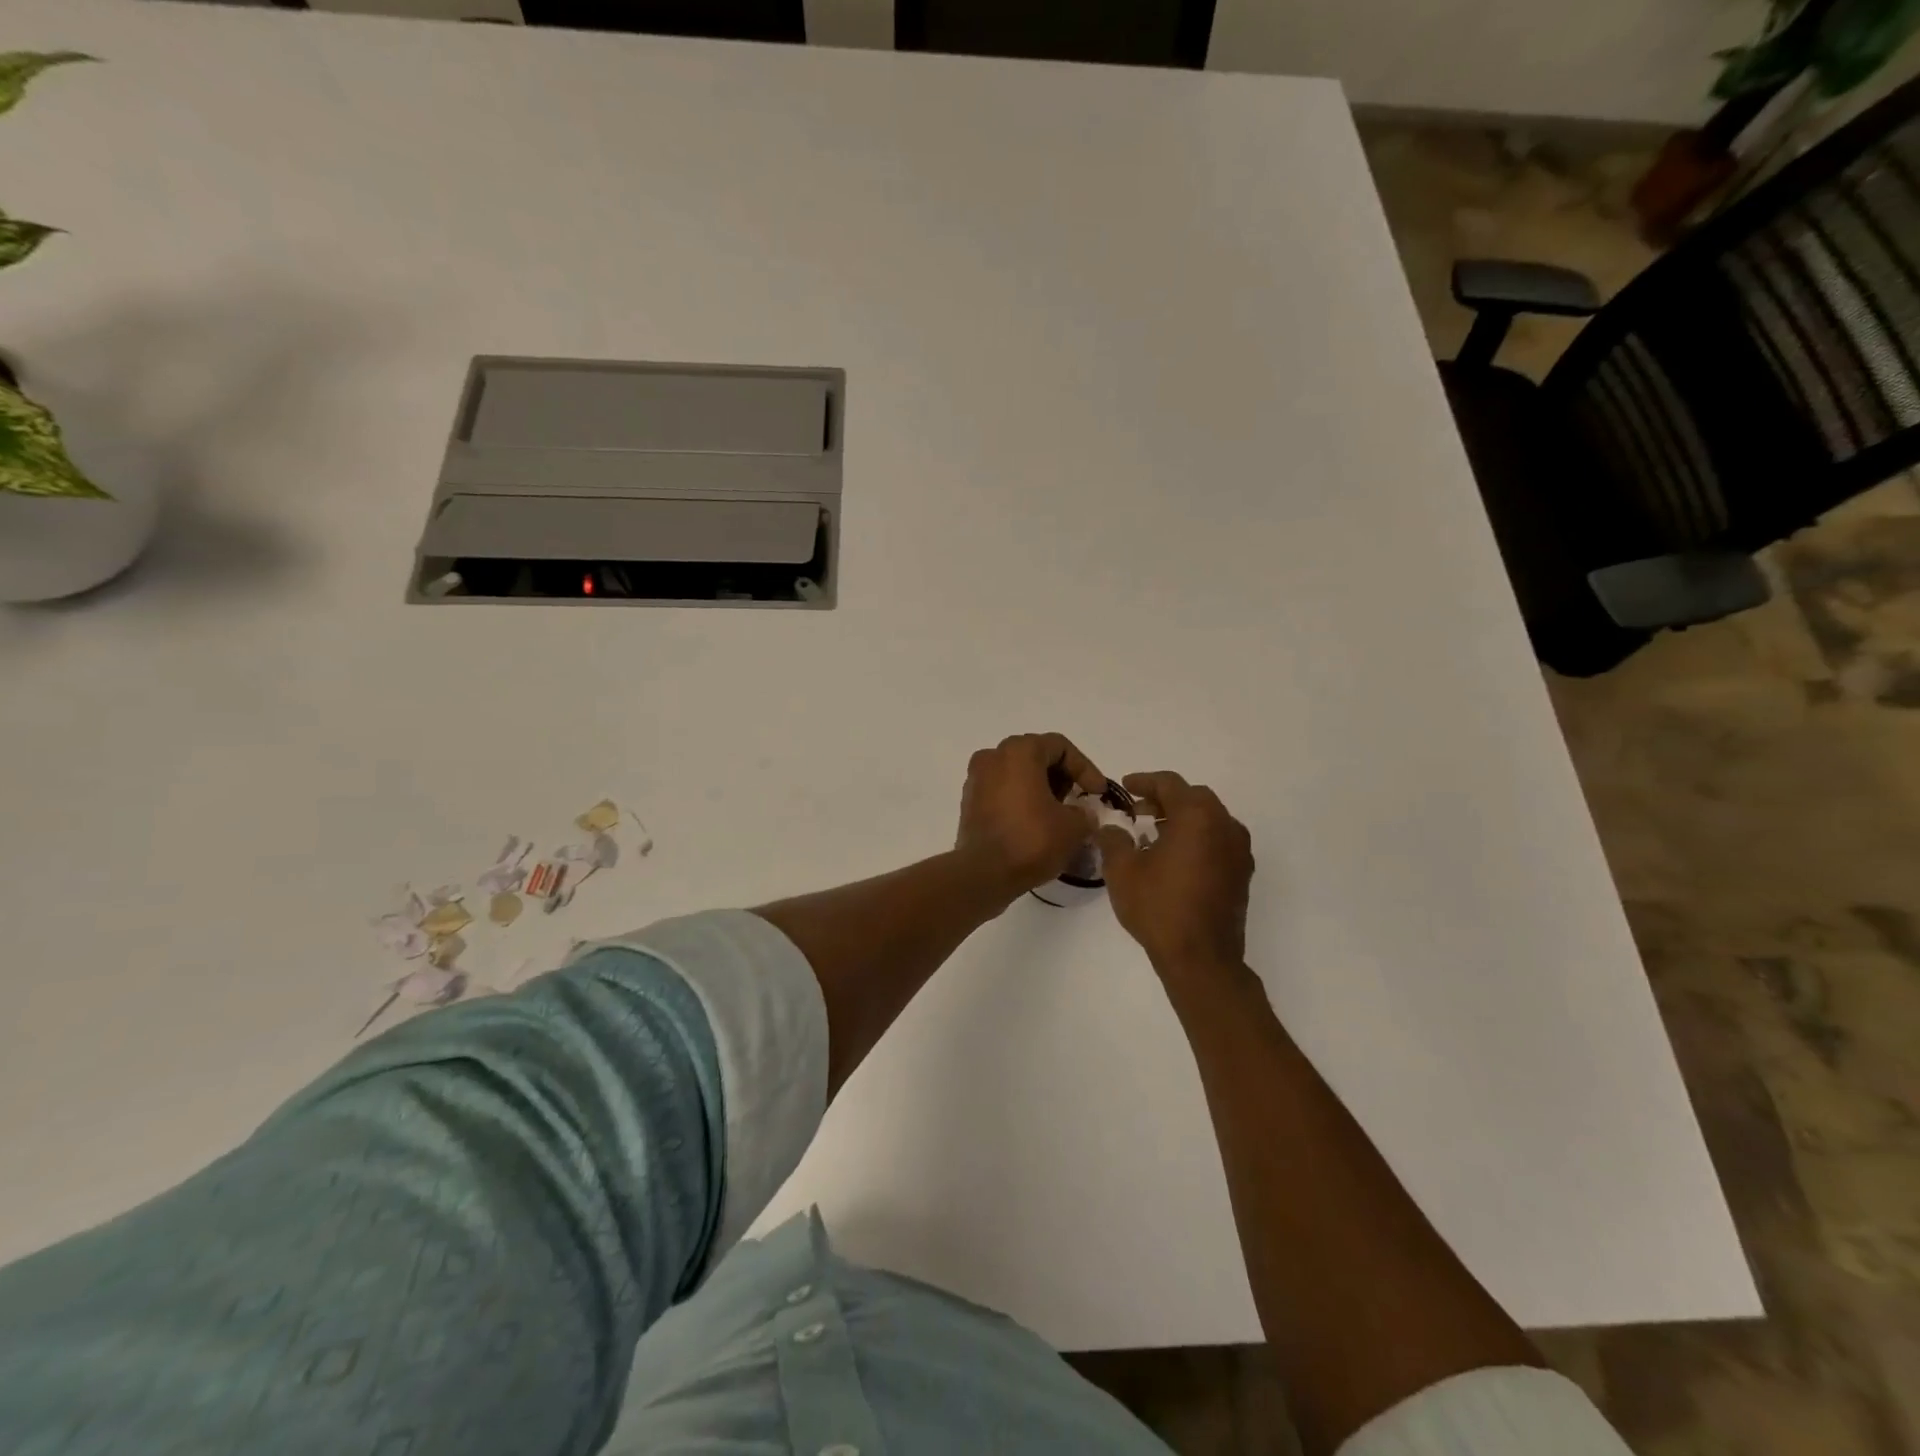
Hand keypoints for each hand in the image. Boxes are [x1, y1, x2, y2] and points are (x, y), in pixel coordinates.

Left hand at [956, 733, 1107, 898]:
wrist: (983, 874)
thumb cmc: (1031, 840)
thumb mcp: (1074, 826)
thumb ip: (1085, 813)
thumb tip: (1083, 815)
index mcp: (1019, 751)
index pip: (1060, 747)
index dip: (1085, 768)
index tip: (1098, 793)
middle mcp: (993, 756)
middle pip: (1037, 756)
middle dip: (1062, 777)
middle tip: (1079, 801)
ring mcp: (976, 779)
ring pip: (1017, 774)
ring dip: (1041, 789)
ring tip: (1060, 815)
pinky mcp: (969, 802)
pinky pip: (1002, 791)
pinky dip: (1021, 801)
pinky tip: (1037, 824)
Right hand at [1098, 771, 1253, 975]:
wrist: (1201, 958)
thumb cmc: (1159, 907)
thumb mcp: (1122, 870)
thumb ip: (1114, 840)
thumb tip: (1112, 828)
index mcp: (1197, 816)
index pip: (1169, 784)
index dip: (1144, 781)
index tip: (1125, 787)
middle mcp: (1225, 826)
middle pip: (1193, 798)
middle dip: (1164, 799)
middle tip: (1138, 811)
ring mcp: (1239, 850)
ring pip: (1209, 819)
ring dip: (1182, 819)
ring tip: (1154, 834)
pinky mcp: (1242, 873)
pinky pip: (1218, 841)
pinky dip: (1197, 838)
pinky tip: (1175, 858)